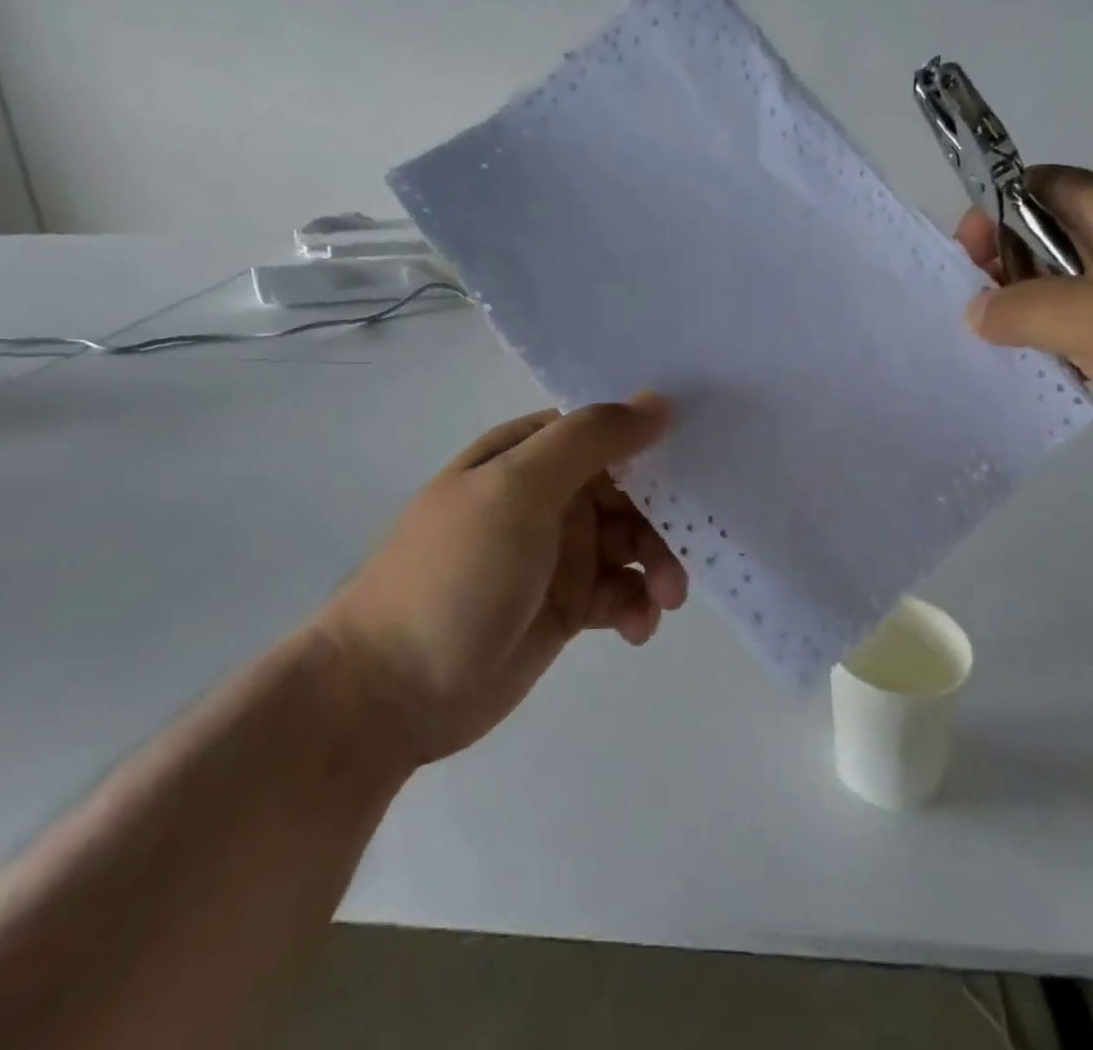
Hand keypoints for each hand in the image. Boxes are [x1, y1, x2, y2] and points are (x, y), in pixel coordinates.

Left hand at [315, 395, 686, 765]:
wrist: (389, 692)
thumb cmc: (456, 573)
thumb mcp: (518, 490)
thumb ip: (589, 439)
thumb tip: (657, 400)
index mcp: (529, 455)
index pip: (605, 431)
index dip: (652, 441)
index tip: (704, 459)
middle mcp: (547, 497)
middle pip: (629, 489)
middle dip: (663, 516)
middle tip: (685, 553)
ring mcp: (556, 553)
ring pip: (632, 543)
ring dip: (658, 564)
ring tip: (665, 600)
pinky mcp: (565, 607)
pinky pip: (620, 593)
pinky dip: (637, 606)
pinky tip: (635, 630)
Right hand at [958, 168, 1092, 471]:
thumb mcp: (1092, 318)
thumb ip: (1020, 310)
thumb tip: (976, 313)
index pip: (1030, 187)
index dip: (990, 215)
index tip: (969, 266)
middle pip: (1045, 238)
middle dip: (1006, 275)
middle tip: (987, 321)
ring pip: (1071, 289)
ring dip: (1038, 319)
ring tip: (1017, 356)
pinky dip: (1073, 349)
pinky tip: (1064, 379)